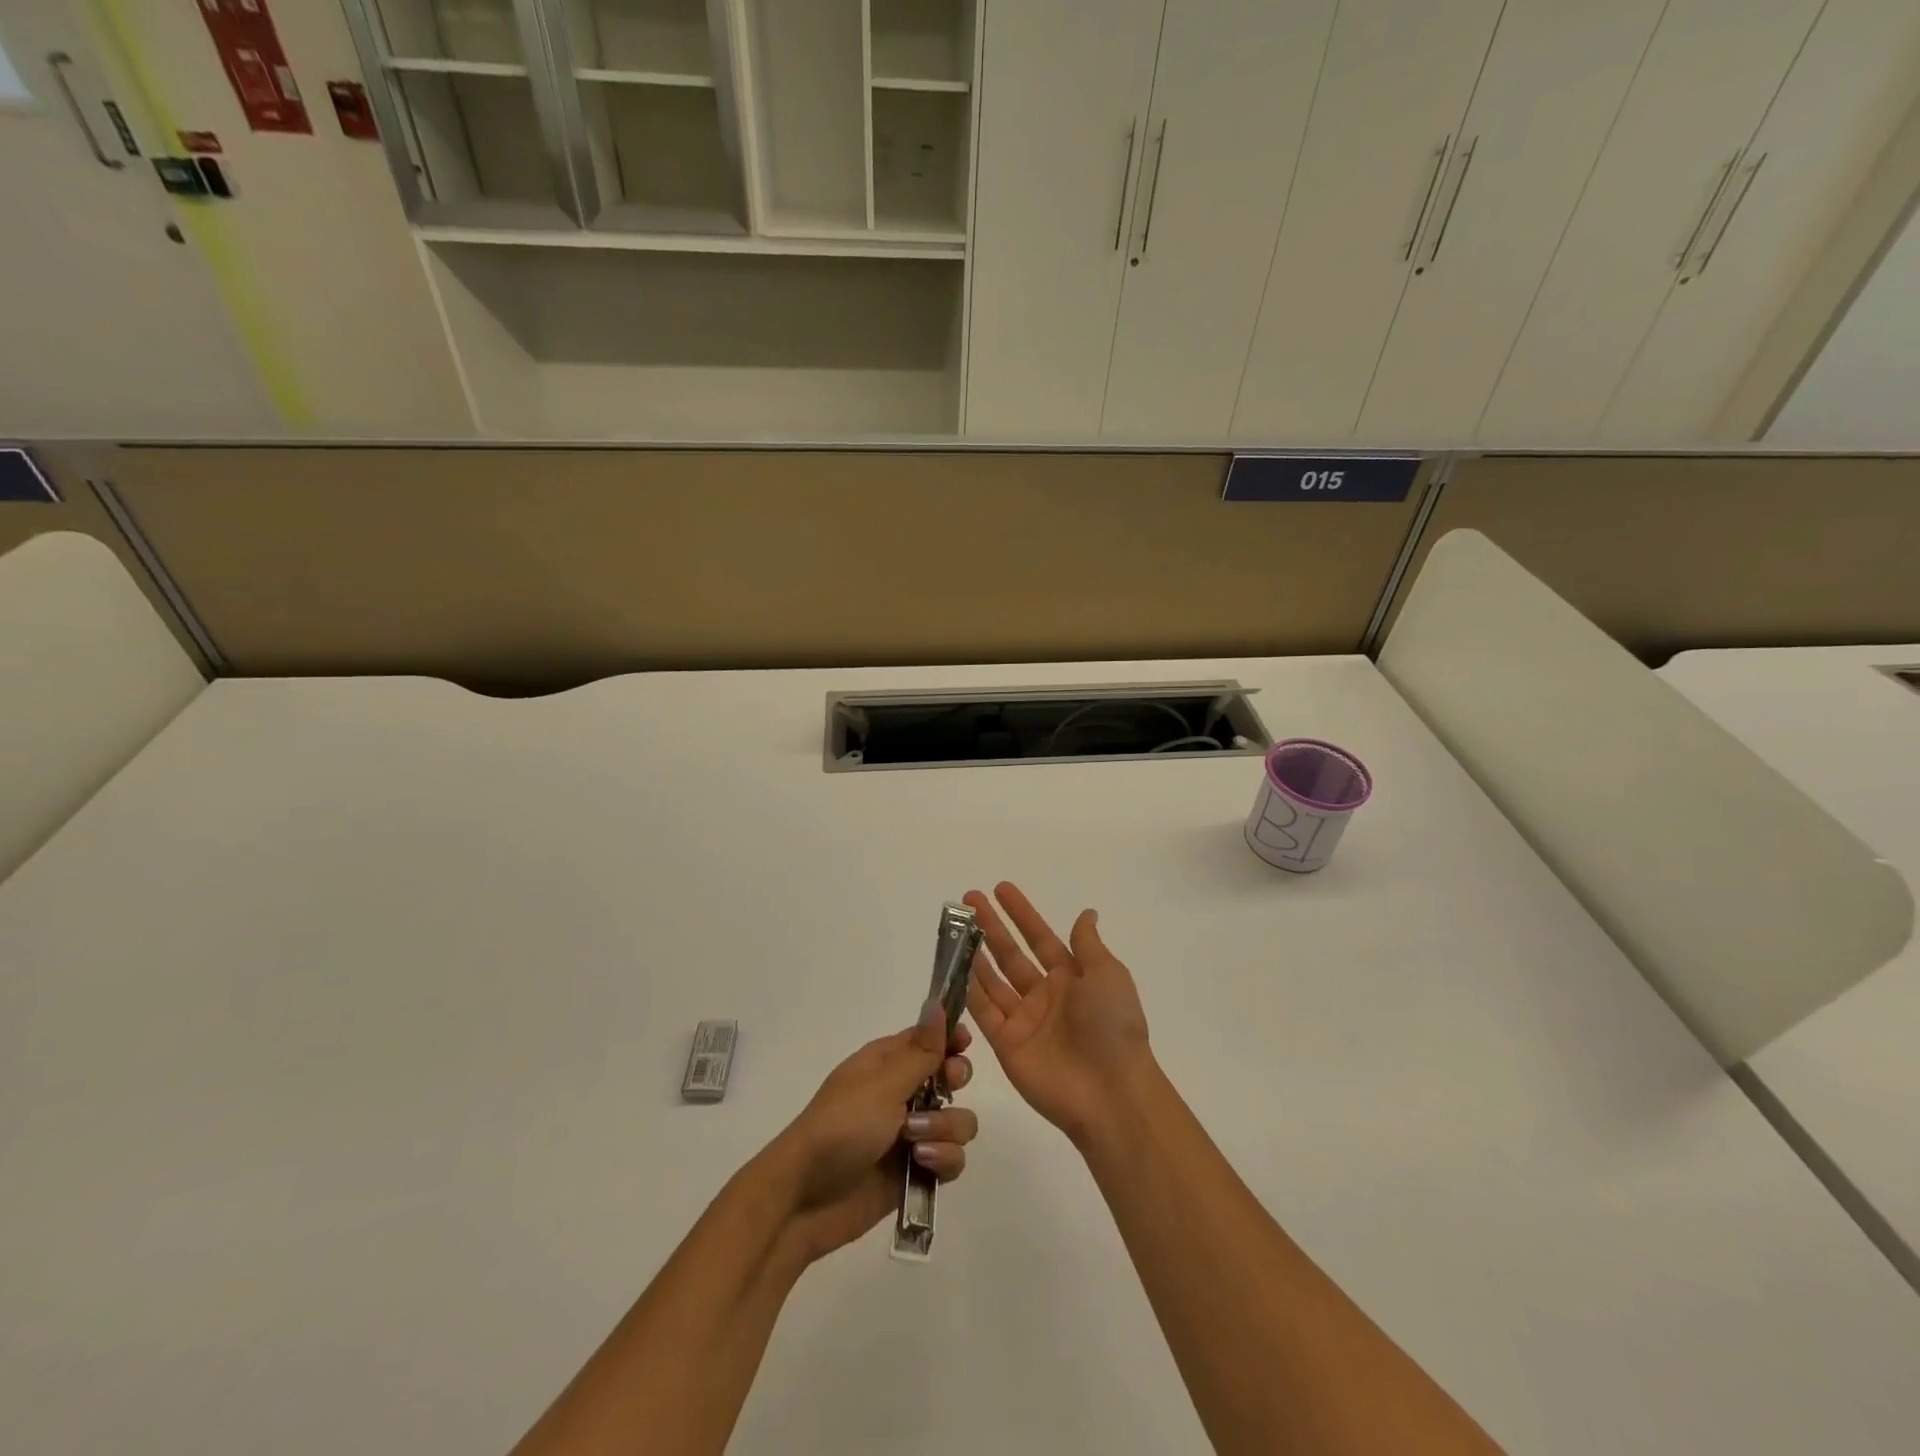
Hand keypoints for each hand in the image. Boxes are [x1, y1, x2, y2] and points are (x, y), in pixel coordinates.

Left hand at [764, 1000, 976, 1262]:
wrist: (805, 1199)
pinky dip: (943, 1160)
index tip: (963, 1045)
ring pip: (957, 1120)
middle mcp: (903, 1092)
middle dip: (955, 1081)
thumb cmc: (841, 1126)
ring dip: (945, 1128)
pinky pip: (952, 1158)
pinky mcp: (917, 1171)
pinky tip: (922, 1164)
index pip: (930, 1038)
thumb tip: (937, 1002)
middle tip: (945, 1088)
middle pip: (952, 1075)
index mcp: (888, 1062)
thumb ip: (921, 1051)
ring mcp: (911, 1133)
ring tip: (916, 1142)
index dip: (951, 1038)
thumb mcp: (883, 1084)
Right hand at [963, 883, 1153, 1149]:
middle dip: (990, 927)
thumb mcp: (1108, 975)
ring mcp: (1024, 1020)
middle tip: (968, 900)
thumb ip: (1087, 944)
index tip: (1000, 888)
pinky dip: (967, 989)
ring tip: (954, 928)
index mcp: (1072, 977)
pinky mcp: (1006, 1045)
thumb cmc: (1112, 1026)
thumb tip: (1086, 913)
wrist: (1110, 1092)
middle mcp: (1045, 995)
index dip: (1021, 913)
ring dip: (974, 953)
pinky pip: (983, 1011)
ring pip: (992, 979)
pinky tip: (953, 966)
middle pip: (1011, 954)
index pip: (1040, 937)